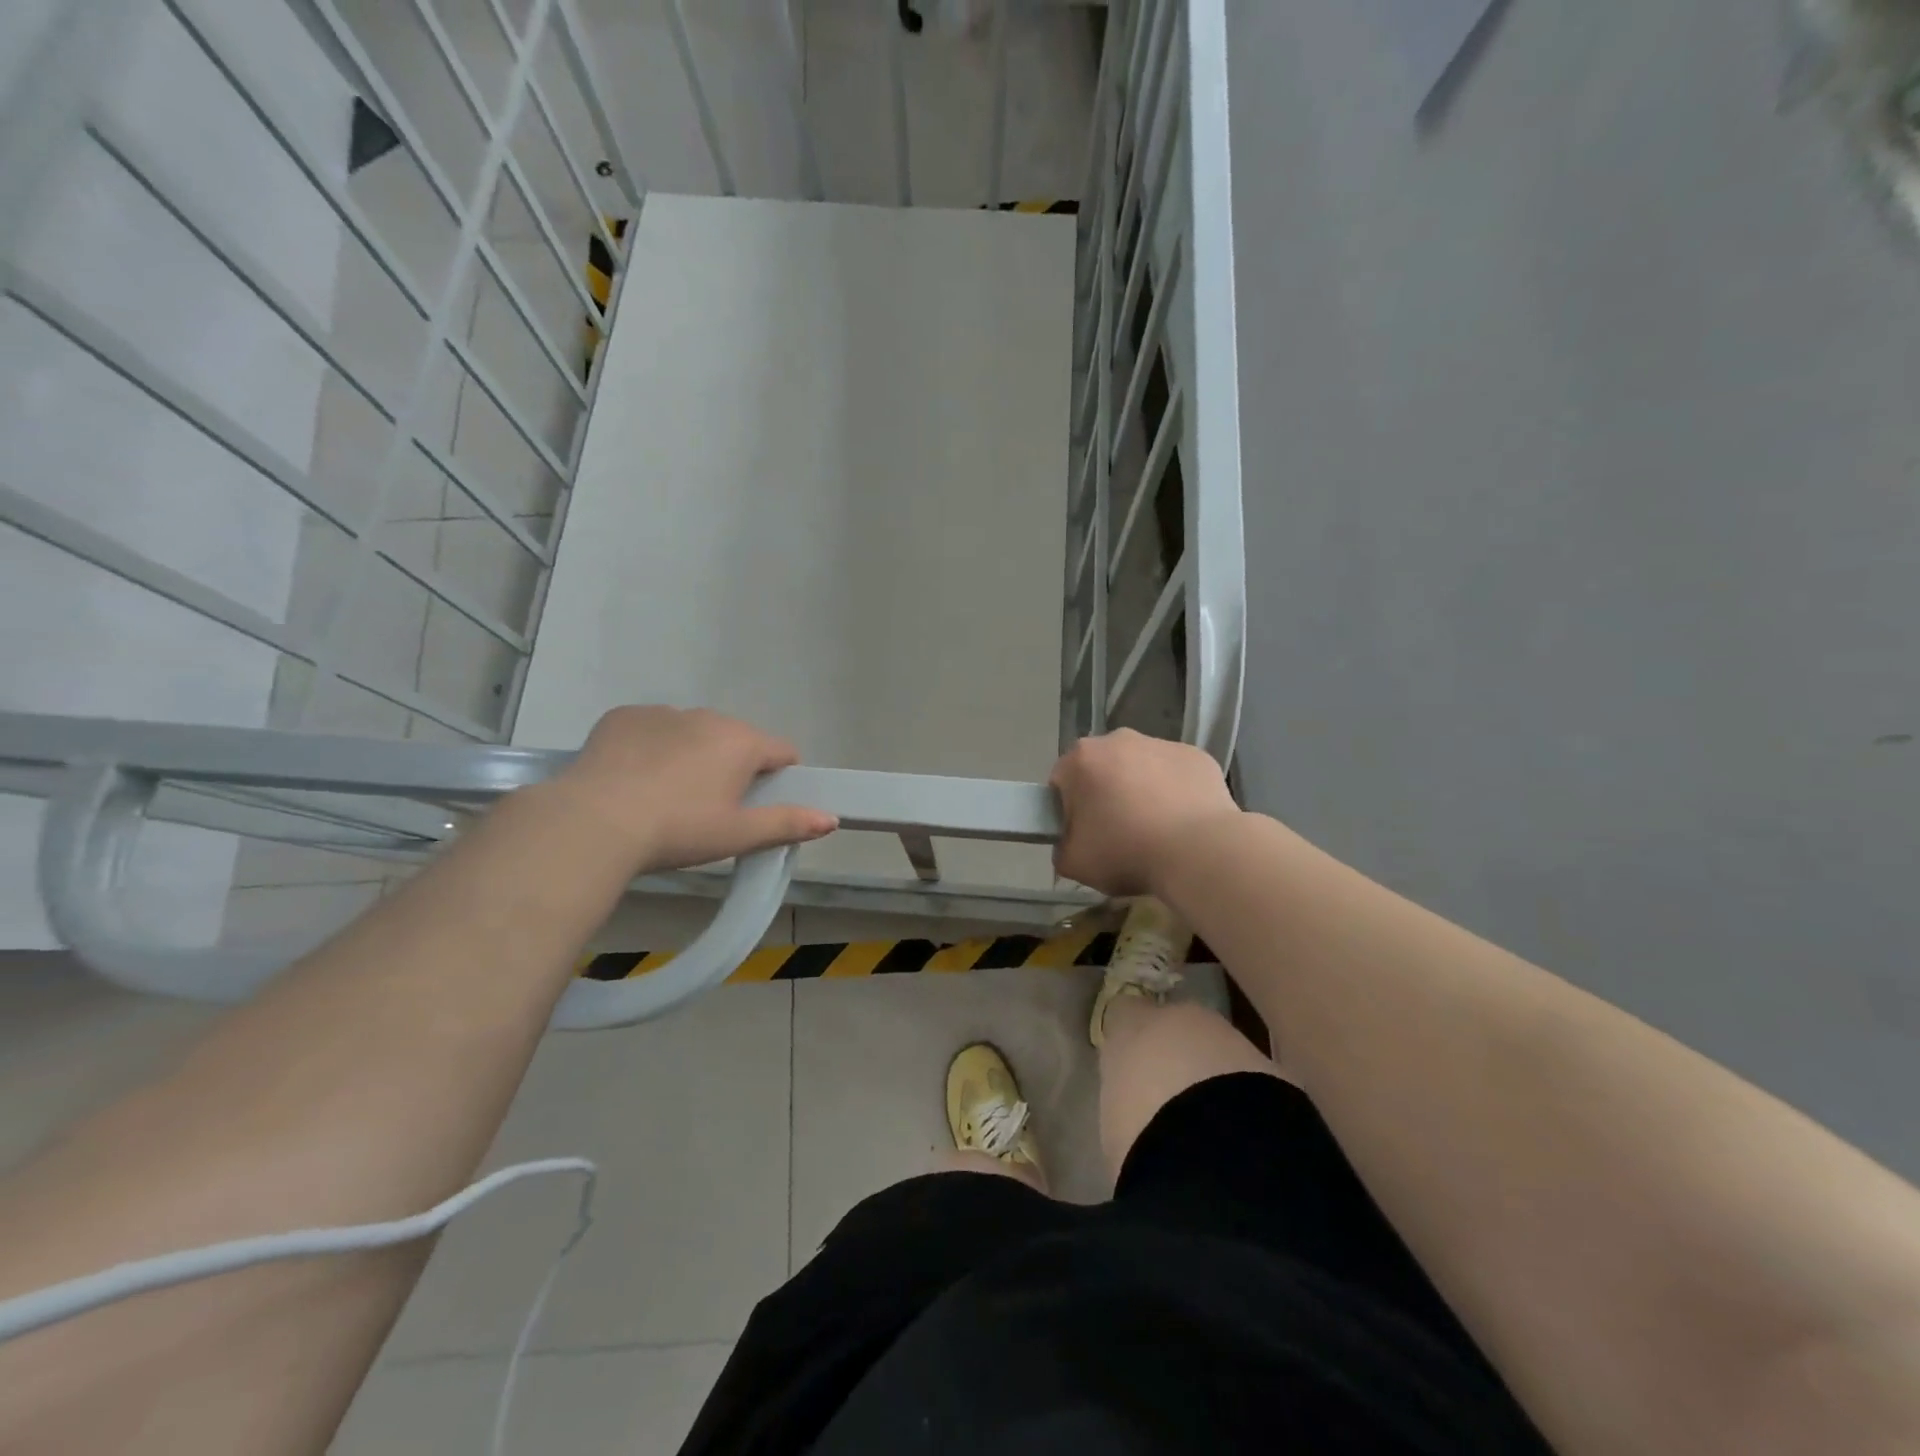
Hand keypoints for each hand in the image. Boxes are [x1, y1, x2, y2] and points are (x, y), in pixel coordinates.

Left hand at [548, 706, 837, 872]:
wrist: (594, 822)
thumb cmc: (678, 830)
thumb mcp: (737, 835)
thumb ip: (787, 823)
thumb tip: (832, 819)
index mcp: (742, 742)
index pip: (782, 752)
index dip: (778, 778)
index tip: (757, 804)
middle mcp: (708, 717)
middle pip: (735, 741)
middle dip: (731, 766)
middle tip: (708, 808)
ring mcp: (663, 712)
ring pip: (692, 733)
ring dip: (691, 754)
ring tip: (665, 796)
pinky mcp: (624, 716)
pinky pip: (652, 729)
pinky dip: (651, 747)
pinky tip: (633, 779)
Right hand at [1049, 729, 1240, 896]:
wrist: (1199, 851)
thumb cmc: (1126, 852)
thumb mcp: (1073, 863)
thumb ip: (1062, 847)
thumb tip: (1072, 841)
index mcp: (1081, 758)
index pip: (1062, 782)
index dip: (1068, 810)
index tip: (1083, 835)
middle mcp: (1118, 740)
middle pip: (1102, 768)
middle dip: (1106, 794)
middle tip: (1118, 833)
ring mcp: (1161, 743)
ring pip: (1140, 767)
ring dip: (1141, 790)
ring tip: (1155, 830)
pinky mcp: (1196, 755)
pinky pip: (1175, 773)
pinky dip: (1175, 792)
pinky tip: (1182, 823)